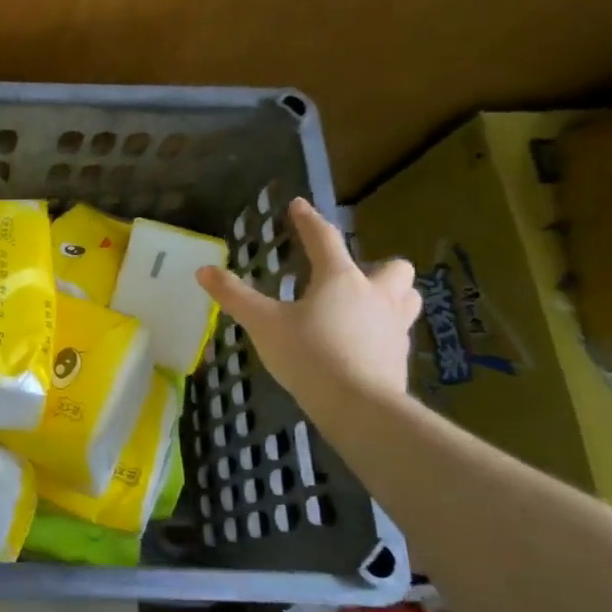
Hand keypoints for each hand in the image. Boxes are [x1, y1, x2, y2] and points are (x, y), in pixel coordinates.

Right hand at [196, 198, 419, 421]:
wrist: (357, 404)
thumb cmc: (308, 354)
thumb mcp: (263, 323)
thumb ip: (234, 296)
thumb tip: (203, 270)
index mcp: (340, 279)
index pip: (324, 239)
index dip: (308, 221)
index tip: (298, 206)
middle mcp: (375, 294)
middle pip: (392, 267)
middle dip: (376, 266)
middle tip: (348, 279)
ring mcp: (393, 326)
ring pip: (407, 297)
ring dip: (391, 295)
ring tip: (364, 307)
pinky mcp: (399, 356)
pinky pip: (397, 331)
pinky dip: (382, 330)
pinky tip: (361, 344)